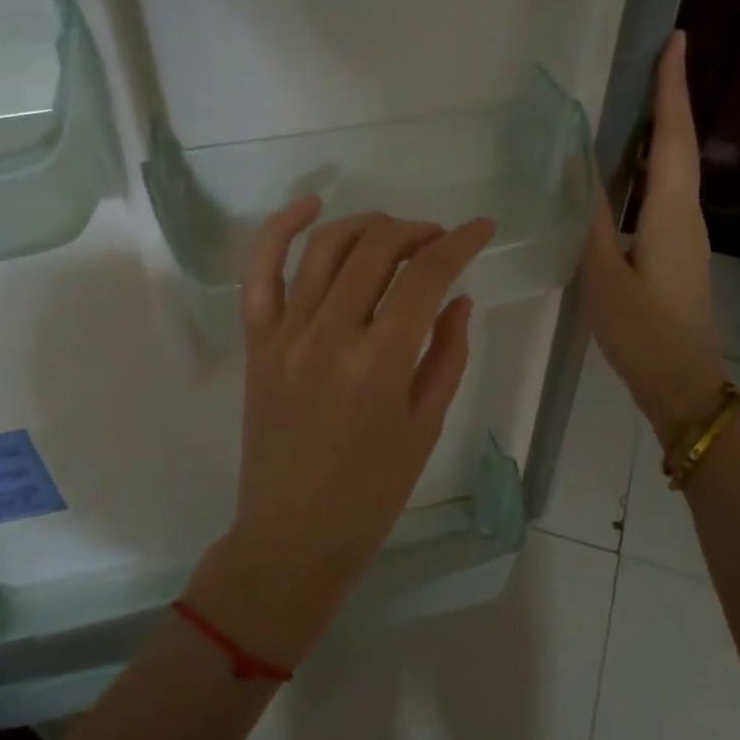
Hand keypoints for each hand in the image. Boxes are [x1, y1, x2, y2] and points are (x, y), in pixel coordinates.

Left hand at [187, 200, 496, 669]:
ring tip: (394, 234)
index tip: (482, 229)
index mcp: (380, 363)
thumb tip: (458, 298)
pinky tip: (310, 206)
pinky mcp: (257, 342)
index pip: (426, 277)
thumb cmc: (372, 491)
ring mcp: (285, 334)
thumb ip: (447, 354)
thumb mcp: (426, 425)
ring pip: (325, 248)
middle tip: (439, 242)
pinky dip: (280, 230)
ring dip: (367, 225)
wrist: (294, 533)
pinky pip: (260, 272)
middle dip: (417, 232)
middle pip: (376, 249)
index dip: (461, 243)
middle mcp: (329, 335)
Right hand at [580, 31, 729, 446]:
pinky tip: (629, 170)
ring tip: (639, 102)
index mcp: (670, 214)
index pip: (674, 137)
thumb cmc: (642, 331)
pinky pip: (667, 194)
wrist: (683, 384)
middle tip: (654, 61)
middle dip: (670, 100)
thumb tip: (579, 169)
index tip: (674, 41)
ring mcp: (686, 236)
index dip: (672, 89)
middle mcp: (686, 216)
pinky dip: (653, 167)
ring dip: (663, 131)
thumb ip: (590, 220)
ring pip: (676, 170)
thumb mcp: (603, 276)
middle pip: (681, 146)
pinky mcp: (678, 253)